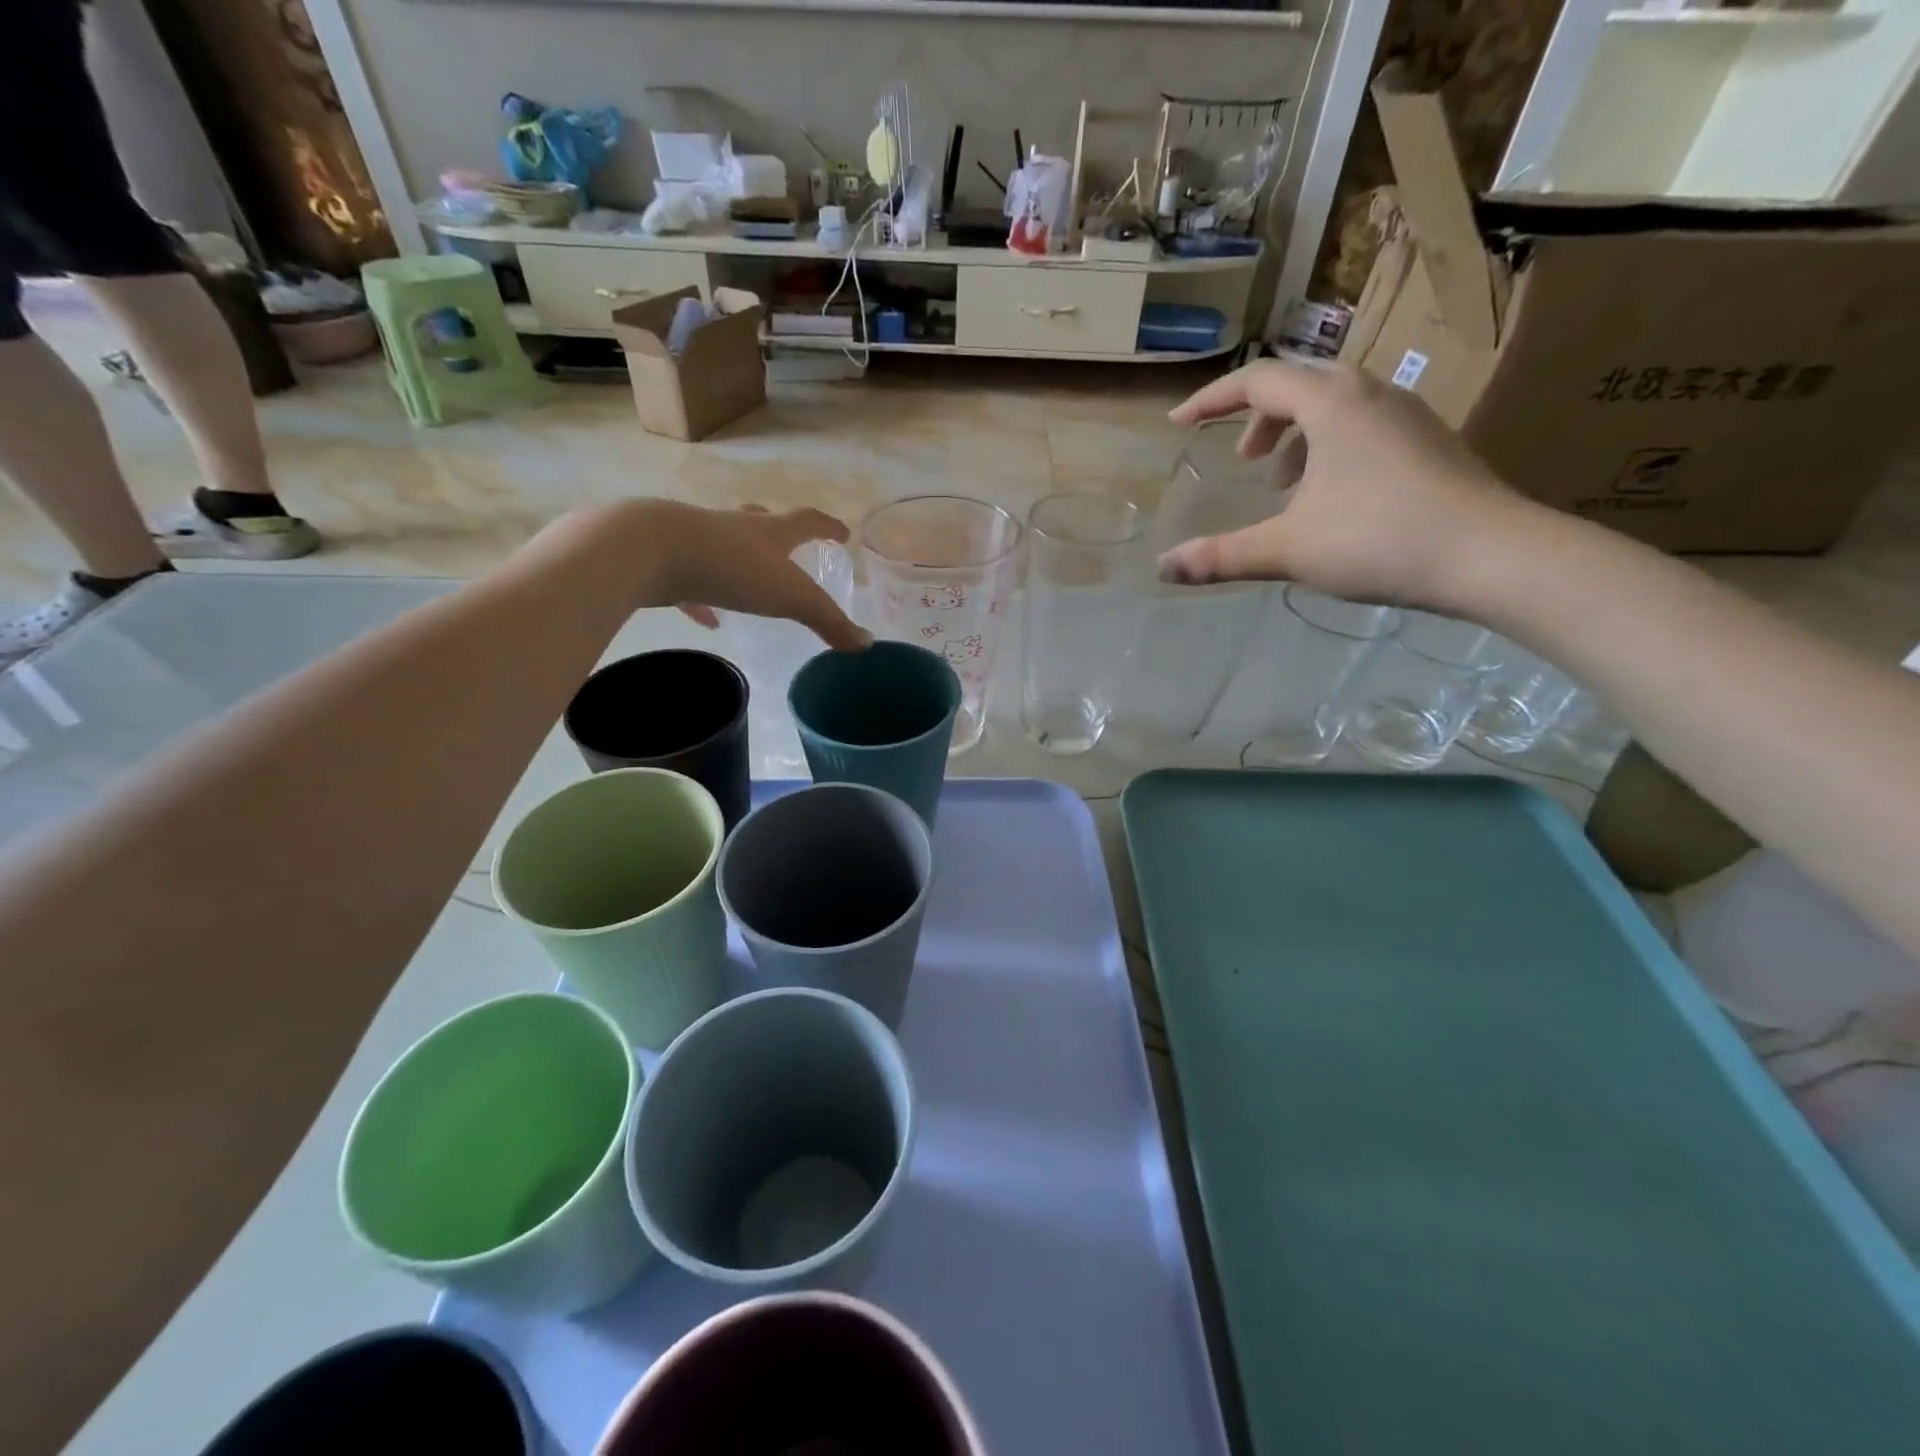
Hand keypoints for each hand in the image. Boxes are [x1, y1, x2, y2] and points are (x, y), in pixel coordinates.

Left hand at [554, 500, 870, 649]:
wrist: (648, 550)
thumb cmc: (731, 568)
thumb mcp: (791, 597)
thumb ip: (828, 621)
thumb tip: (866, 644)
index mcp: (768, 532)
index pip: (807, 523)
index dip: (828, 528)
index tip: (842, 533)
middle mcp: (733, 528)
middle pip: (761, 523)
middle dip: (778, 531)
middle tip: (788, 542)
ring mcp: (695, 541)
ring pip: (723, 548)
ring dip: (739, 561)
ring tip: (748, 581)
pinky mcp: (665, 562)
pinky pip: (690, 584)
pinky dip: (702, 600)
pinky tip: (706, 619)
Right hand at [1157, 361, 1531, 612]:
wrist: (1492, 554)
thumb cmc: (1380, 539)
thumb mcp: (1288, 550)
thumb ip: (1221, 557)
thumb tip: (1163, 568)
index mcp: (1331, 404)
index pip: (1258, 381)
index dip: (1211, 400)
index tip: (1179, 424)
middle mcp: (1370, 394)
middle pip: (1299, 386)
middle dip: (1259, 419)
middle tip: (1242, 459)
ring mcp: (1407, 415)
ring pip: (1335, 406)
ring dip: (1296, 436)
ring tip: (1283, 484)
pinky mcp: (1430, 441)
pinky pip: (1364, 426)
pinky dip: (1330, 448)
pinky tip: (1331, 498)